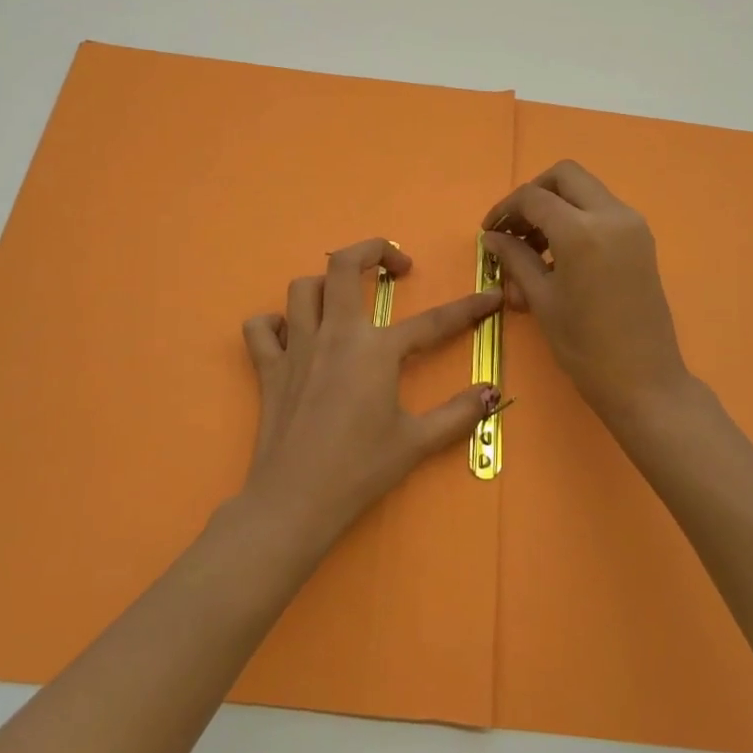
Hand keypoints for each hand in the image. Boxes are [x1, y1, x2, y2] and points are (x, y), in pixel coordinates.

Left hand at [240, 238, 501, 545]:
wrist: (294, 501)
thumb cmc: (359, 470)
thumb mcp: (416, 442)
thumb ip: (458, 414)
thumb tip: (491, 392)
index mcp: (376, 350)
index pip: (433, 321)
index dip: (468, 308)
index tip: (491, 297)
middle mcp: (335, 334)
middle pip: (343, 265)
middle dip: (373, 251)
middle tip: (396, 269)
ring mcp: (296, 347)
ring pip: (301, 288)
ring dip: (326, 285)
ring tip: (345, 302)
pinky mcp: (268, 368)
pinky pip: (261, 328)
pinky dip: (275, 323)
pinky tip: (293, 336)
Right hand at [483, 161, 692, 435]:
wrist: (645, 381)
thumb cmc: (585, 347)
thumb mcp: (542, 300)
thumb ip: (515, 258)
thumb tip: (492, 236)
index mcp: (581, 231)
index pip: (533, 198)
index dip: (505, 209)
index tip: (489, 232)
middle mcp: (611, 215)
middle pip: (565, 176)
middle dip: (534, 194)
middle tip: (515, 228)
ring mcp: (632, 225)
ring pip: (585, 191)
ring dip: (556, 206)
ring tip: (533, 248)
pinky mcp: (642, 239)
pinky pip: (602, 211)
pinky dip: (577, 219)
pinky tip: (559, 256)